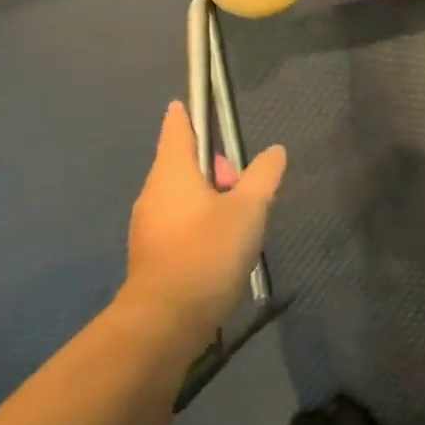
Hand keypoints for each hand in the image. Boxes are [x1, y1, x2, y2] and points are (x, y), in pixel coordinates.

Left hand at [121, 102, 287, 354]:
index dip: (186, 115)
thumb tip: (276, 151)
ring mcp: (148, 226)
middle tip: (244, 186)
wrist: (166, 321)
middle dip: (215, 168)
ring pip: (184, 196)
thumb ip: (264, 175)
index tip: (189, 103)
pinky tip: (224, 245)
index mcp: (172, 173)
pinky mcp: (152, 254)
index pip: (176, 130)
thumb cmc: (207, 252)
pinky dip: (201, 222)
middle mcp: (154, 193)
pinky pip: (180, 222)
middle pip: (184, 164)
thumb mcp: (249, 209)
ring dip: (211, 198)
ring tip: (242, 219)